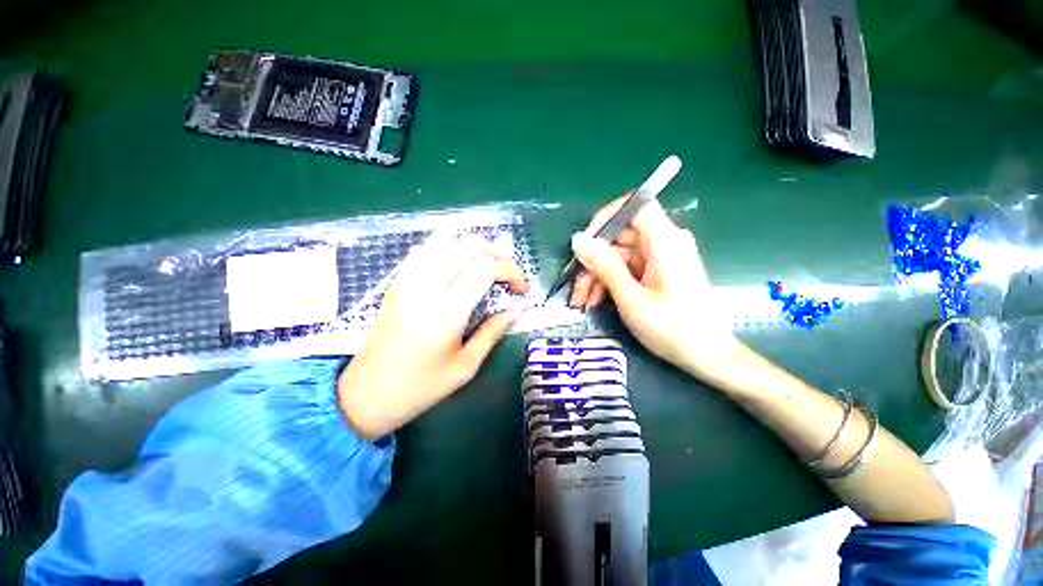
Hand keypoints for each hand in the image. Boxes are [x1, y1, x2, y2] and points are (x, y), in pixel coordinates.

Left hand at [338, 233, 529, 437]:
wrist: (368, 393)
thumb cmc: (421, 386)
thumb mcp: (466, 365)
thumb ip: (494, 331)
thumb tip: (518, 309)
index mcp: (446, 312)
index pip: (485, 268)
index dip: (510, 270)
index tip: (521, 288)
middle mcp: (426, 287)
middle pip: (467, 245)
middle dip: (497, 252)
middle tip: (509, 271)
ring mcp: (407, 279)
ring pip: (445, 240)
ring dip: (474, 246)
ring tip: (489, 264)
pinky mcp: (397, 281)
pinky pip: (426, 248)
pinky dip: (449, 248)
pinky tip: (459, 264)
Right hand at [568, 197, 740, 383]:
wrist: (706, 356)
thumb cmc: (671, 328)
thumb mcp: (631, 298)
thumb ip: (604, 266)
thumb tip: (579, 239)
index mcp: (665, 241)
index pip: (633, 206)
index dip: (606, 218)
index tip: (584, 244)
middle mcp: (664, 242)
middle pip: (620, 237)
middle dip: (594, 262)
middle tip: (576, 289)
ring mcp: (661, 257)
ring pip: (619, 255)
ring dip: (598, 276)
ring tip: (582, 302)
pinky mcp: (658, 271)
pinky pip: (628, 268)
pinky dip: (611, 282)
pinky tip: (596, 301)